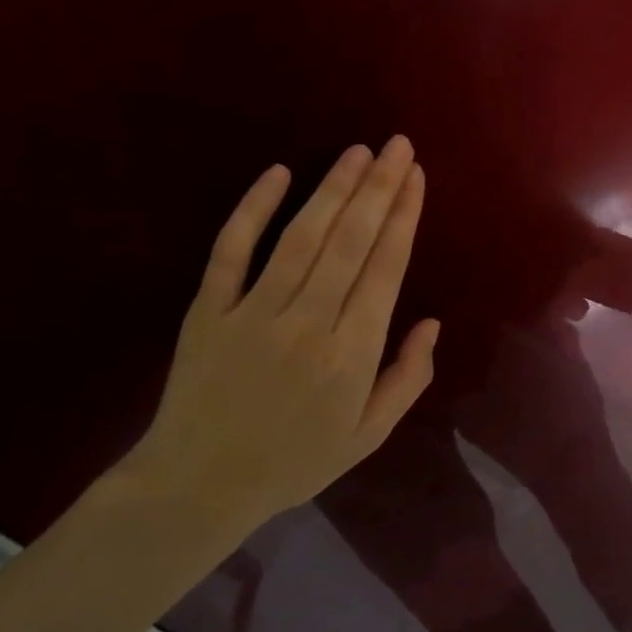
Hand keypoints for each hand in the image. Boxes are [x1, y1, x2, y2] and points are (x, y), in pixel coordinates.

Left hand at [125, 138, 438, 528]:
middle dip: (379, 188)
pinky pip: (231, 251)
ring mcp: (254, 314)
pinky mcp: (209, 311)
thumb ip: (407, 378)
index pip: (385, 269)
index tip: (416, 177)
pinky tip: (278, 173)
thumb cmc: (295, 461)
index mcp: (352, 355)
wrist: (198, 486)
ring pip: (301, 237)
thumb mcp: (368, 435)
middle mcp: (308, 324)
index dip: (404, 217)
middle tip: (398, 145)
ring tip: (358, 151)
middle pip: (350, 242)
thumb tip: (433, 322)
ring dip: (333, 189)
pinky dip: (253, 210)